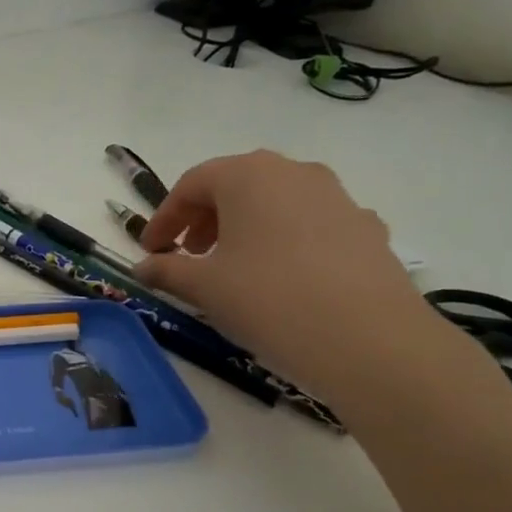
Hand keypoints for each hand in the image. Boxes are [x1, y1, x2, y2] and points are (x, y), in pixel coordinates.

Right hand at [132, 151, 458, 408]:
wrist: (368, 338)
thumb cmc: (267, 298)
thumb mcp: (203, 286)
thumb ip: (166, 270)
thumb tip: (143, 267)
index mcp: (248, 176)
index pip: (192, 184)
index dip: (165, 217)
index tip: (151, 250)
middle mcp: (294, 172)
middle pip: (236, 185)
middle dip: (205, 218)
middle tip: (189, 254)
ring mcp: (337, 197)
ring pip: (276, 202)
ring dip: (245, 228)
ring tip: (233, 268)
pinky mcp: (365, 228)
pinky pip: (310, 224)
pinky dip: (284, 241)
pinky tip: (281, 279)